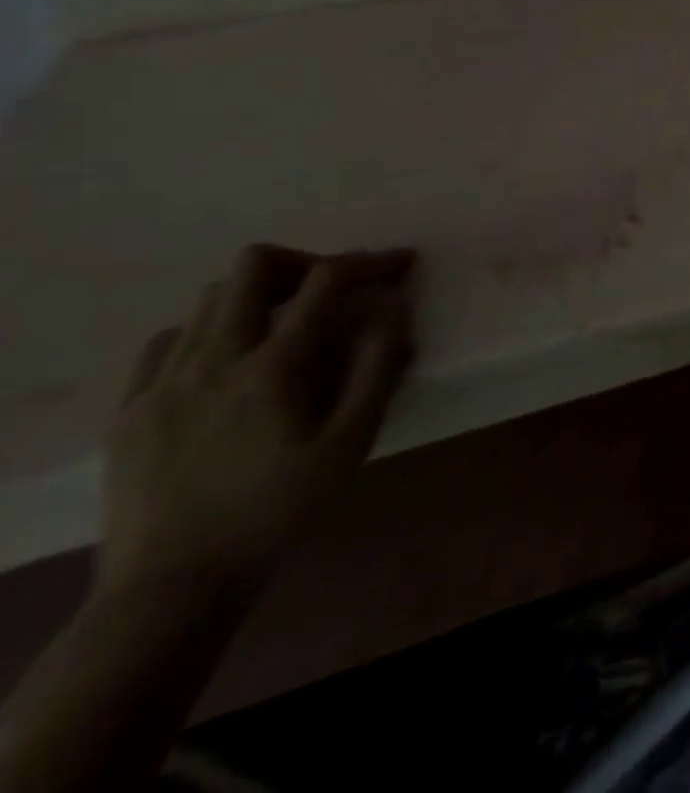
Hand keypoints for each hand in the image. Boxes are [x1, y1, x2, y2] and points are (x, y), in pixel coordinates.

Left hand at [100, 246, 416, 600]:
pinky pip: (169, 341)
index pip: (327, 281)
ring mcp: (161, 383)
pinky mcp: (129, 410)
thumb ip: (377, 366)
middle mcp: (212, 360)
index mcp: (272, 366)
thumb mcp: (351, 440)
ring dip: (260, 295)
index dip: (372, 260)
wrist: (172, 586)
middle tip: (336, 289)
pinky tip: (231, 362)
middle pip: (252, 267)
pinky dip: (210, 330)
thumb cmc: (279, 509)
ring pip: (209, 299)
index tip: (402, 263)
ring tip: (289, 326)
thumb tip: (393, 308)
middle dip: (306, 262)